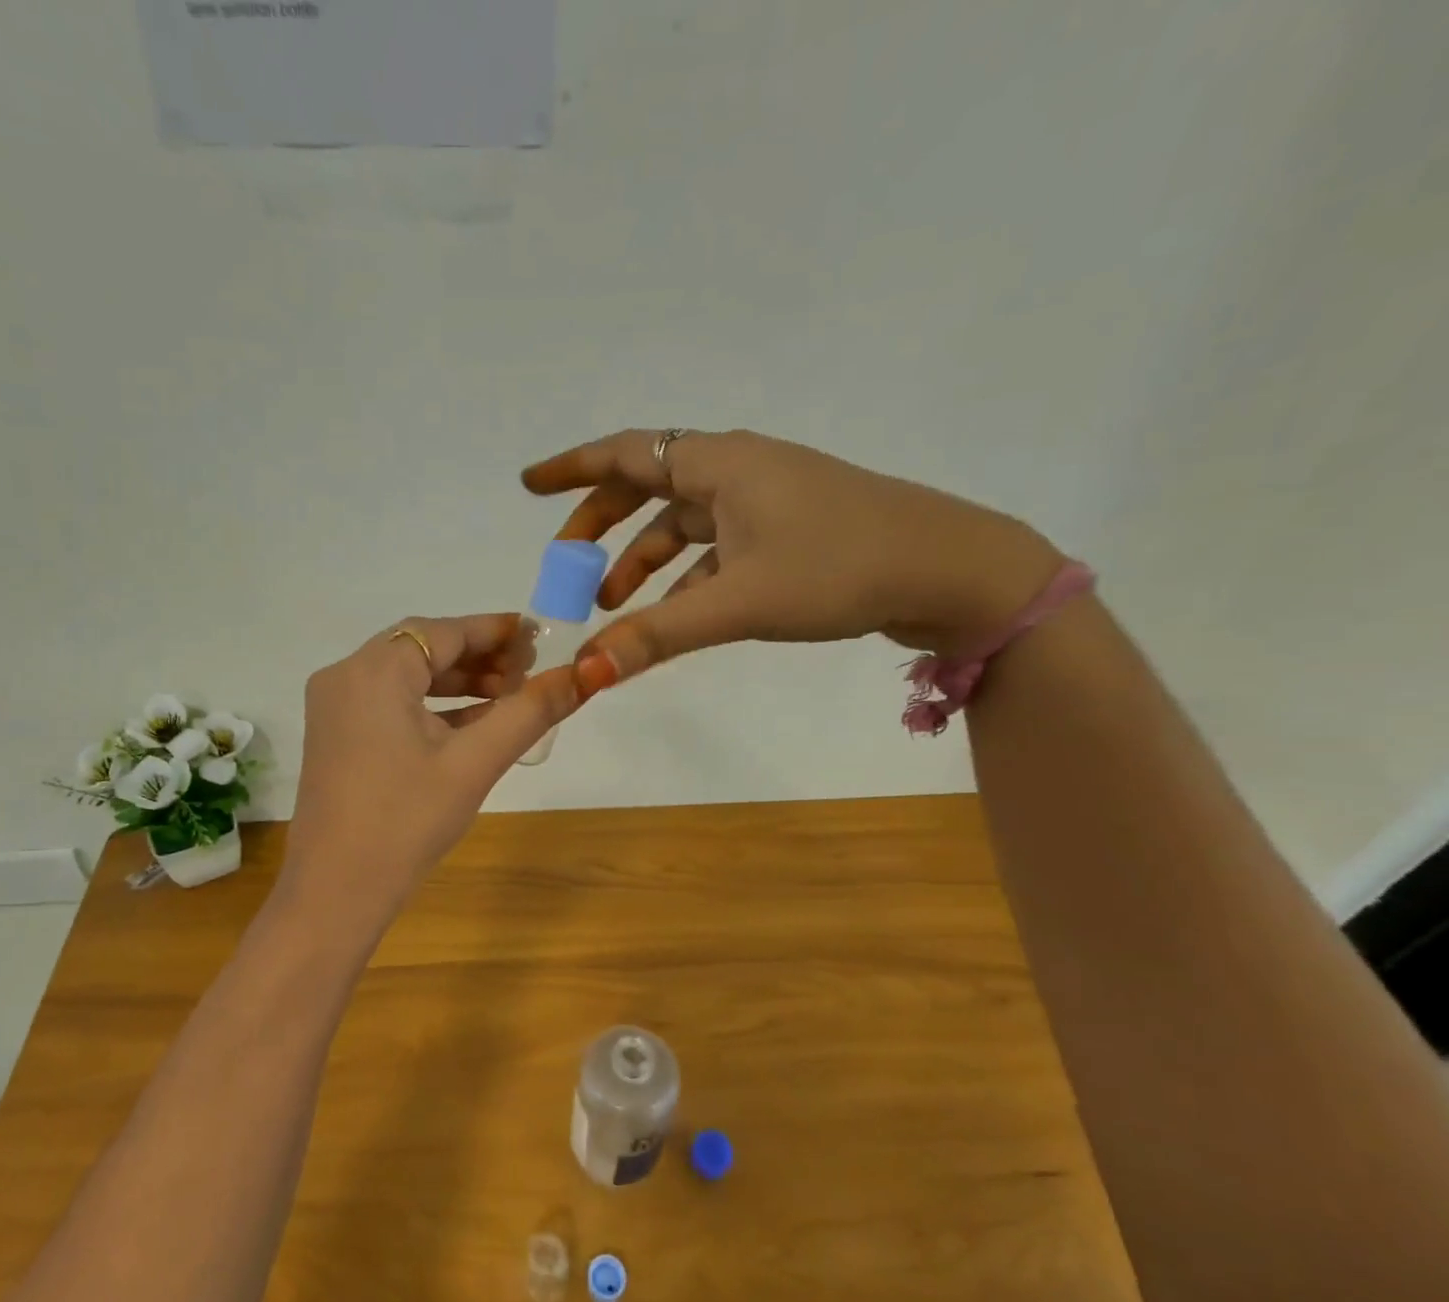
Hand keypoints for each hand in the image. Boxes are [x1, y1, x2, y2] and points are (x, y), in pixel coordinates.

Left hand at [280, 613, 584, 914]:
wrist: (336, 892)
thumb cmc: (406, 821)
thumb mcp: (474, 762)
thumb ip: (529, 712)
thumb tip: (585, 674)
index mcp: (374, 670)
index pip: (443, 631)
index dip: (496, 631)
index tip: (541, 637)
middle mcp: (346, 676)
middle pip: (423, 649)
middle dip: (479, 658)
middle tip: (530, 673)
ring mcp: (336, 708)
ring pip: (407, 677)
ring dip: (458, 684)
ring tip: (510, 698)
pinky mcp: (337, 737)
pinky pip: (390, 704)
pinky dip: (431, 708)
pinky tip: (473, 724)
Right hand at [523, 429, 1065, 681]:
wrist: (950, 570)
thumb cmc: (840, 567)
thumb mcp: (739, 603)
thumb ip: (656, 635)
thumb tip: (586, 671)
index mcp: (721, 464)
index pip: (627, 453)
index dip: (572, 469)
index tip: (529, 486)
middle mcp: (737, 470)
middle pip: (648, 487)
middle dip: (600, 524)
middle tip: (564, 562)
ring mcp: (765, 500)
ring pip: (682, 522)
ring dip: (641, 559)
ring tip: (610, 603)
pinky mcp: (785, 531)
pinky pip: (714, 547)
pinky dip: (684, 576)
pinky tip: (673, 614)